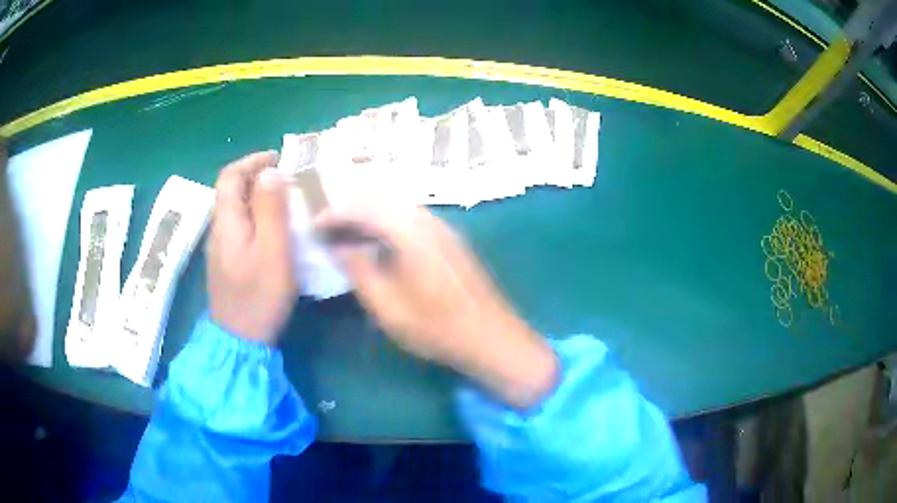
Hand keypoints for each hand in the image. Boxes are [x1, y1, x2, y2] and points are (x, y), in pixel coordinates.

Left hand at [207, 151, 296, 344]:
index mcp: (226, 221)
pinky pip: (239, 226)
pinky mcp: (227, 261)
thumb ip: (271, 209)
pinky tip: (274, 229)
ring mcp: (220, 247)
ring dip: (258, 196)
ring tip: (286, 200)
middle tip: (288, 179)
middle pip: (231, 190)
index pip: (230, 176)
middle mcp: (218, 229)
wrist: (241, 340)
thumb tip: (270, 172)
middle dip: (257, 177)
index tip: (279, 159)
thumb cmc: (260, 295)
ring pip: (236, 209)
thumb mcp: (273, 250)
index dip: (252, 161)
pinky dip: (256, 216)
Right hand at [316, 206, 558, 408]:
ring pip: (397, 207)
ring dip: (369, 214)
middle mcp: (429, 220)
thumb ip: (359, 270)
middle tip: (327, 226)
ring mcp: (443, 228)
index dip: (335, 212)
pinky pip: (411, 219)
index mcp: (411, 232)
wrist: (492, 338)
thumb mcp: (387, 307)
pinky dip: (387, 223)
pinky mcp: (450, 240)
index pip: (364, 207)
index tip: (314, 224)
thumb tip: (339, 246)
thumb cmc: (437, 328)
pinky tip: (377, 242)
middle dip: (350, 208)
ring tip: (346, 233)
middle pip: (381, 199)